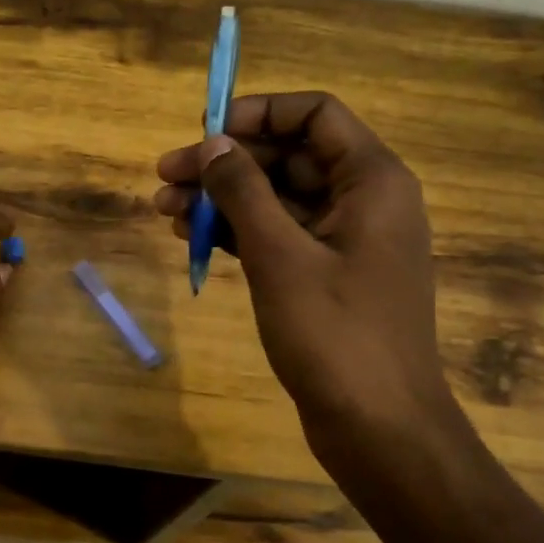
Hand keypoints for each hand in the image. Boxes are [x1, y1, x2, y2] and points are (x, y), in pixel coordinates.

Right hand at [154, 93, 460, 461]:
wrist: (379, 428)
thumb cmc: (335, 334)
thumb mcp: (280, 256)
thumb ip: (243, 192)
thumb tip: (212, 144)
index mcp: (371, 181)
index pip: (315, 114)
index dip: (258, 113)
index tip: (206, 132)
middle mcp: (363, 201)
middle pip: (288, 157)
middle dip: (225, 163)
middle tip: (164, 176)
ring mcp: (344, 241)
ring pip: (277, 199)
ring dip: (222, 200)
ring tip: (163, 210)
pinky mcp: (326, 276)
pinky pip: (278, 236)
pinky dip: (237, 233)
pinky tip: (191, 238)